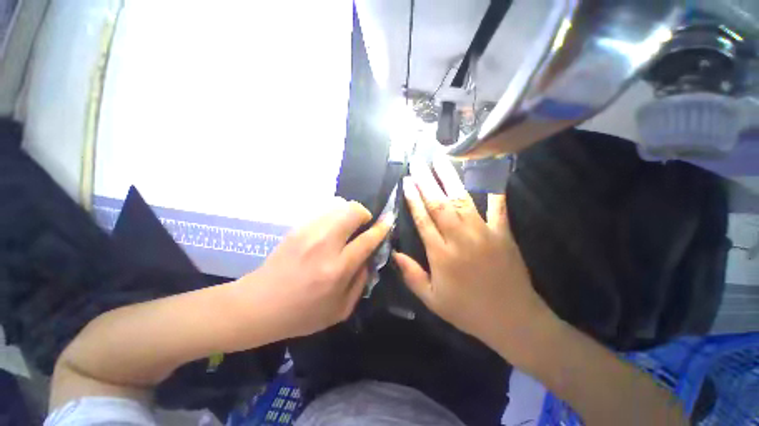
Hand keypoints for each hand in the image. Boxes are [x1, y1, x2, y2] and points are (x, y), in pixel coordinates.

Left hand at [236, 198, 392, 339]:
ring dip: (350, 213)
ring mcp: (308, 233)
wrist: (259, 305)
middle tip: (365, 225)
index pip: (367, 239)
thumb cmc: (302, 314)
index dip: (381, 228)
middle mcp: (324, 245)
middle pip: (352, 211)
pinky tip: (332, 230)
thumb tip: (369, 257)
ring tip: (349, 227)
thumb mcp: (341, 310)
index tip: (388, 221)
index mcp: (337, 269)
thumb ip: (361, 281)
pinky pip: (324, 211)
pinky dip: (335, 216)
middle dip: (365, 213)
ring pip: (338, 206)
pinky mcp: (297, 228)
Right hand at [393, 156, 554, 354]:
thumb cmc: (468, 310)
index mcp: (441, 253)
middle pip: (439, 204)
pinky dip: (493, 191)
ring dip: (449, 178)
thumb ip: (412, 275)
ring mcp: (483, 232)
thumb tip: (394, 254)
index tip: (406, 181)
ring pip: (462, 199)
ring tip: (440, 160)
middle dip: (426, 181)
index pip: (423, 219)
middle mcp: (459, 238)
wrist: (513, 319)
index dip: (413, 199)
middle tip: (418, 162)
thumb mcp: (432, 300)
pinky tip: (489, 173)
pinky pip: (498, 207)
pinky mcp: (502, 233)